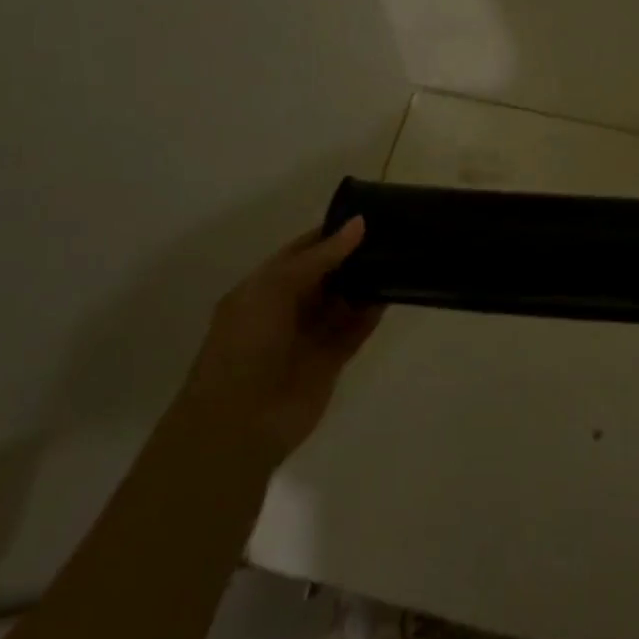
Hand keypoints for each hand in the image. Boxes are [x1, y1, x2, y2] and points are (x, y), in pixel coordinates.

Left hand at [194, 218, 382, 457]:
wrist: (239, 422)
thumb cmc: (246, 345)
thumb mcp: (275, 289)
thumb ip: (320, 257)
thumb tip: (359, 224)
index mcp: (263, 288)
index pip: (302, 252)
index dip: (331, 234)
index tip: (367, 216)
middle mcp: (286, 308)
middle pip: (326, 275)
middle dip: (353, 256)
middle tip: (392, 234)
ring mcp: (309, 336)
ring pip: (343, 302)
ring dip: (366, 283)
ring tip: (399, 257)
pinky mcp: (330, 361)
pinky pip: (355, 330)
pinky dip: (371, 314)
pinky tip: (393, 293)